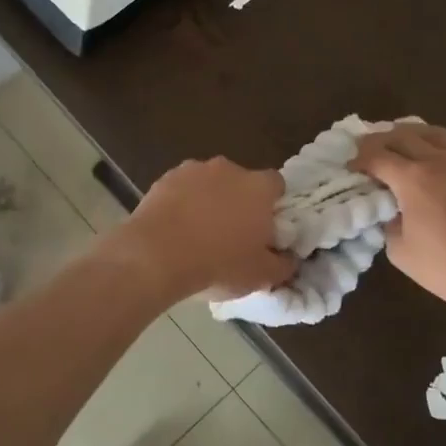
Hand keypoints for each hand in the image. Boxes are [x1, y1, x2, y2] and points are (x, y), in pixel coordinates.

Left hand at [110, 158, 295, 301]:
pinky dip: (182, 203)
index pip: (276, 184)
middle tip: (232, 234)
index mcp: (258, 187)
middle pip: (241, 181)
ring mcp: (193, 170)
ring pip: (209, 183)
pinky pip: (181, 189)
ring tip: (198, 233)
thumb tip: (288, 258)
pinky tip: (175, 229)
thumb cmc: (218, 264)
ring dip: (208, 200)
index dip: (272, 204)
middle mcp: (228, 170)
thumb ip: (283, 265)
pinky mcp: (164, 178)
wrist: (156, 256)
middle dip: (239, 201)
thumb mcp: (261, 275)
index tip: (265, 227)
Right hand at [351, 124, 445, 331]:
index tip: (352, 167)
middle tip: (370, 151)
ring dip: (412, 136)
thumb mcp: (403, 255)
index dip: (359, 159)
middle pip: (402, 135)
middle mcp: (441, 158)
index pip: (376, 156)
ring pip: (434, 132)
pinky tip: (445, 155)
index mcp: (414, 179)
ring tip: (404, 145)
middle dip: (380, 141)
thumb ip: (389, 225)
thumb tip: (393, 212)